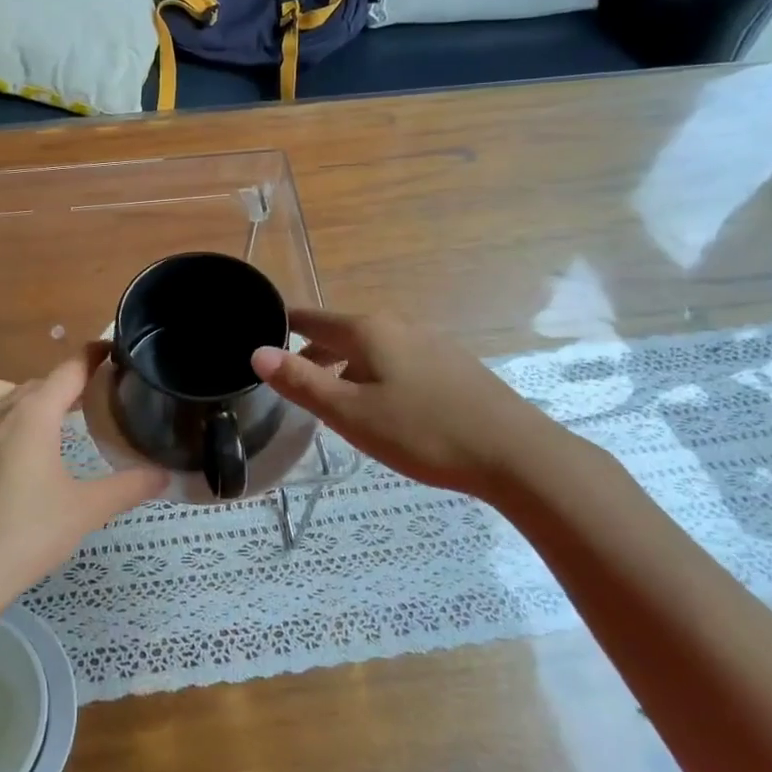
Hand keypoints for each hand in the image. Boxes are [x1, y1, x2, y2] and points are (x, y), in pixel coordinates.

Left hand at [0, 348, 165, 616]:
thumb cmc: (27, 536)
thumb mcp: (86, 511)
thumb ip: (127, 488)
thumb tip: (165, 475)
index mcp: (33, 417)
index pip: (68, 372)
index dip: (91, 358)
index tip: (107, 350)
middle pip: (30, 384)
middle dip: (57, 387)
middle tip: (79, 405)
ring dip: (6, 394)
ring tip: (24, 419)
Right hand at [252, 309, 574, 500]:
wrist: (514, 453)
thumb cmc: (423, 432)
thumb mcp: (351, 413)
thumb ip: (302, 382)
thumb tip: (257, 352)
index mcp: (368, 331)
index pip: (312, 318)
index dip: (284, 325)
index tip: (261, 335)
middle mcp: (398, 325)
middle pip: (342, 333)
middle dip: (313, 352)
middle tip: (289, 379)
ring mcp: (430, 342)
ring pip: (371, 349)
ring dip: (345, 367)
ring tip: (331, 399)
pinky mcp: (452, 365)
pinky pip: (397, 361)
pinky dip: (375, 375)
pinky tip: (382, 407)